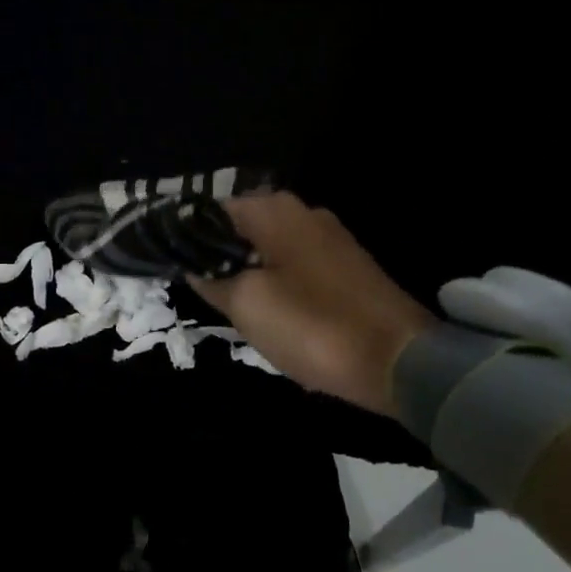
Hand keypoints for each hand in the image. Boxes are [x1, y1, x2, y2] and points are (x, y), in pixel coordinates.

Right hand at [188, 192, 434, 415]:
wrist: (400, 361)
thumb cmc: (312, 325)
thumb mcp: (245, 304)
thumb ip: (210, 278)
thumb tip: (192, 264)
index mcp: (273, 210)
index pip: (210, 210)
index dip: (186, 237)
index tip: (170, 266)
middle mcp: (303, 212)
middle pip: (240, 228)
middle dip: (217, 257)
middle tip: (200, 294)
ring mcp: (330, 239)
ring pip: (267, 248)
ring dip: (246, 272)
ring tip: (231, 308)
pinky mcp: (347, 266)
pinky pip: (294, 266)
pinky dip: (275, 282)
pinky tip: (271, 313)